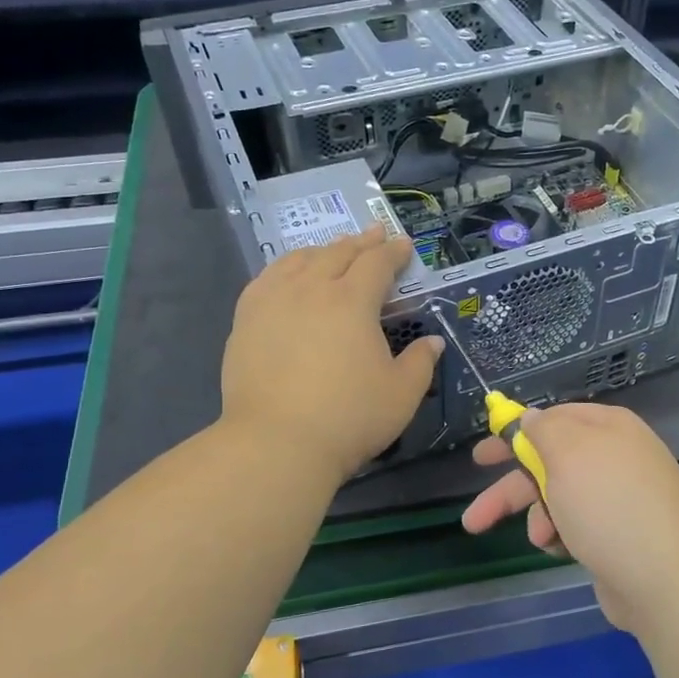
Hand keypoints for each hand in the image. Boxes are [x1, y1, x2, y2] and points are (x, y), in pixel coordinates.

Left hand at [221, 230, 442, 483]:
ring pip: (299, 260)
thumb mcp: (401, 394)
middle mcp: (311, 290)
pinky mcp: (246, 321)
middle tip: (375, 234)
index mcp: (352, 302)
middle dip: (361, 242)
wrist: (276, 443)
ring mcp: (273, 302)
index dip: (393, 252)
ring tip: (333, 250)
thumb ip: (420, 363)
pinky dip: (285, 267)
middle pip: (338, 253)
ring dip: (323, 250)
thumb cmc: (349, 418)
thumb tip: (432, 342)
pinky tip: (287, 275)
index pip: (377, 264)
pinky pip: (266, 279)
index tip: (404, 244)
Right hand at [461, 403, 678, 631]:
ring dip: (538, 517)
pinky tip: (558, 550)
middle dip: (511, 488)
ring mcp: (617, 499)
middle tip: (474, 514)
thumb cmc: (609, 504)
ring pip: (558, 499)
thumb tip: (531, 417)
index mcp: (607, 428)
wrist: (666, 578)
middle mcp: (614, 458)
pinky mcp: (617, 536)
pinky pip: (575, 527)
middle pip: (549, 463)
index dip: (515, 433)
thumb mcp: (568, 452)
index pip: (554, 418)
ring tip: (540, 538)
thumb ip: (543, 429)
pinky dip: (560, 536)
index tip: (484, 454)